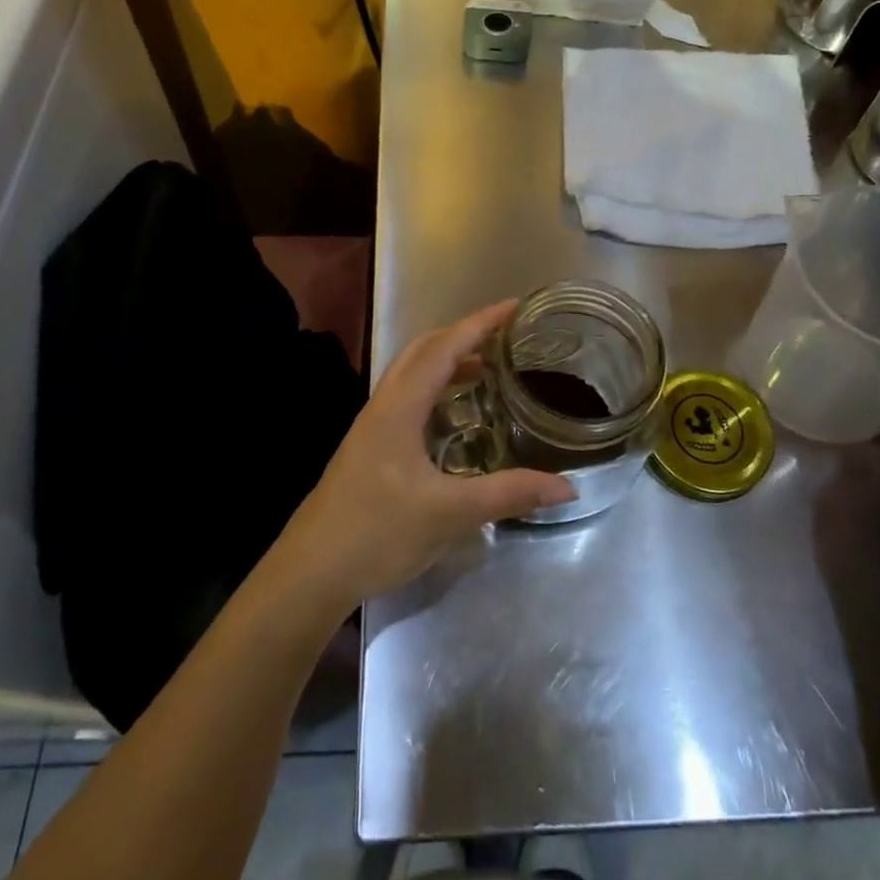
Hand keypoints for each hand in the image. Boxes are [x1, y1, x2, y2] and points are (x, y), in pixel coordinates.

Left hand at [273, 301, 575, 611]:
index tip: (514, 308)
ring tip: (488, 370)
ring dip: (448, 362)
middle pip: (423, 351)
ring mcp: (372, 426)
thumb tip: (568, 486)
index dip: (480, 324)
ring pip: (413, 375)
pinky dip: (436, 390)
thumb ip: (509, 494)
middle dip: (464, 335)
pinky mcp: (370, 448)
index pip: (444, 348)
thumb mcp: (450, 513)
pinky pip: (408, 399)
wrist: (312, 572)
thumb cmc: (378, 532)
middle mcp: (383, 406)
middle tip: (505, 337)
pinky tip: (456, 418)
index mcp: (399, 407)